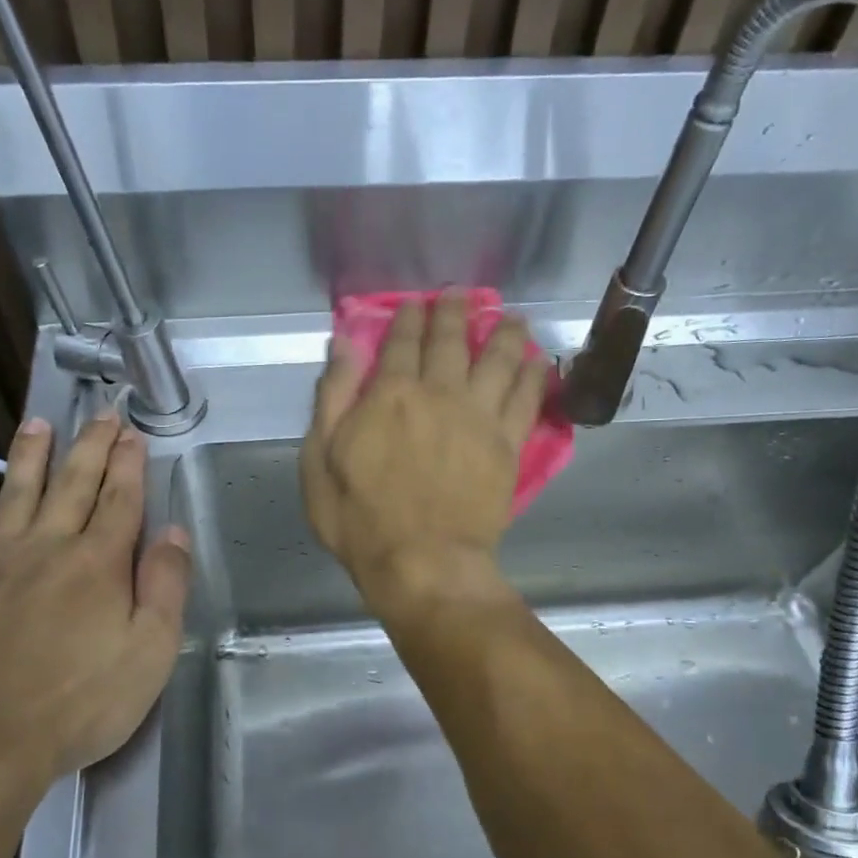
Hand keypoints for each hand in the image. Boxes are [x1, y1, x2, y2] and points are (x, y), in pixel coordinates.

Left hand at [0, 410, 190, 796]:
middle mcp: (47, 547)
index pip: (121, 499)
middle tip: (100, 414)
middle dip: (90, 446)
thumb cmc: (79, 703)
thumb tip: (175, 532)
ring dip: (29, 455)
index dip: (130, 463)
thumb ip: (166, 587)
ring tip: (37, 423)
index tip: (134, 432)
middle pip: (72, 484)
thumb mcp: (150, 653)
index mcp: (98, 563)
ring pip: (16, 493)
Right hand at [301, 291, 548, 612]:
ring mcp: (479, 417)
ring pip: (497, 360)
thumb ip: (332, 399)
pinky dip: (534, 375)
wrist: (422, 562)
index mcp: (389, 395)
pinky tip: (539, 361)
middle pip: (450, 341)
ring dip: (504, 333)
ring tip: (511, 317)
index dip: (407, 318)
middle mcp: (438, 393)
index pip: (400, 342)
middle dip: (454, 313)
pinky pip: (526, 399)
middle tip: (462, 295)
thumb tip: (344, 344)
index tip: (414, 303)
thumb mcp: (319, 461)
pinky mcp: (507, 444)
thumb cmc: (360, 519)